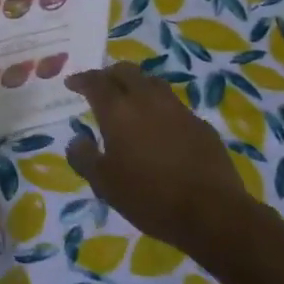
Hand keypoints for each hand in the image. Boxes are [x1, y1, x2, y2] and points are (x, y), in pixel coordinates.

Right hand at [65, 62, 255, 253]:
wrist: (212, 211)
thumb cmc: (149, 197)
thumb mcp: (104, 184)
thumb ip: (84, 158)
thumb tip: (77, 140)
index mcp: (118, 111)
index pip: (95, 82)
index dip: (81, 79)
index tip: (72, 83)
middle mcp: (146, 99)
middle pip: (125, 71)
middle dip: (109, 74)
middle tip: (100, 86)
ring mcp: (177, 109)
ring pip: (152, 82)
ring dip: (136, 85)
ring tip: (130, 100)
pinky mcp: (200, 123)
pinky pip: (173, 104)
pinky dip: (159, 107)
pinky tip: (159, 126)